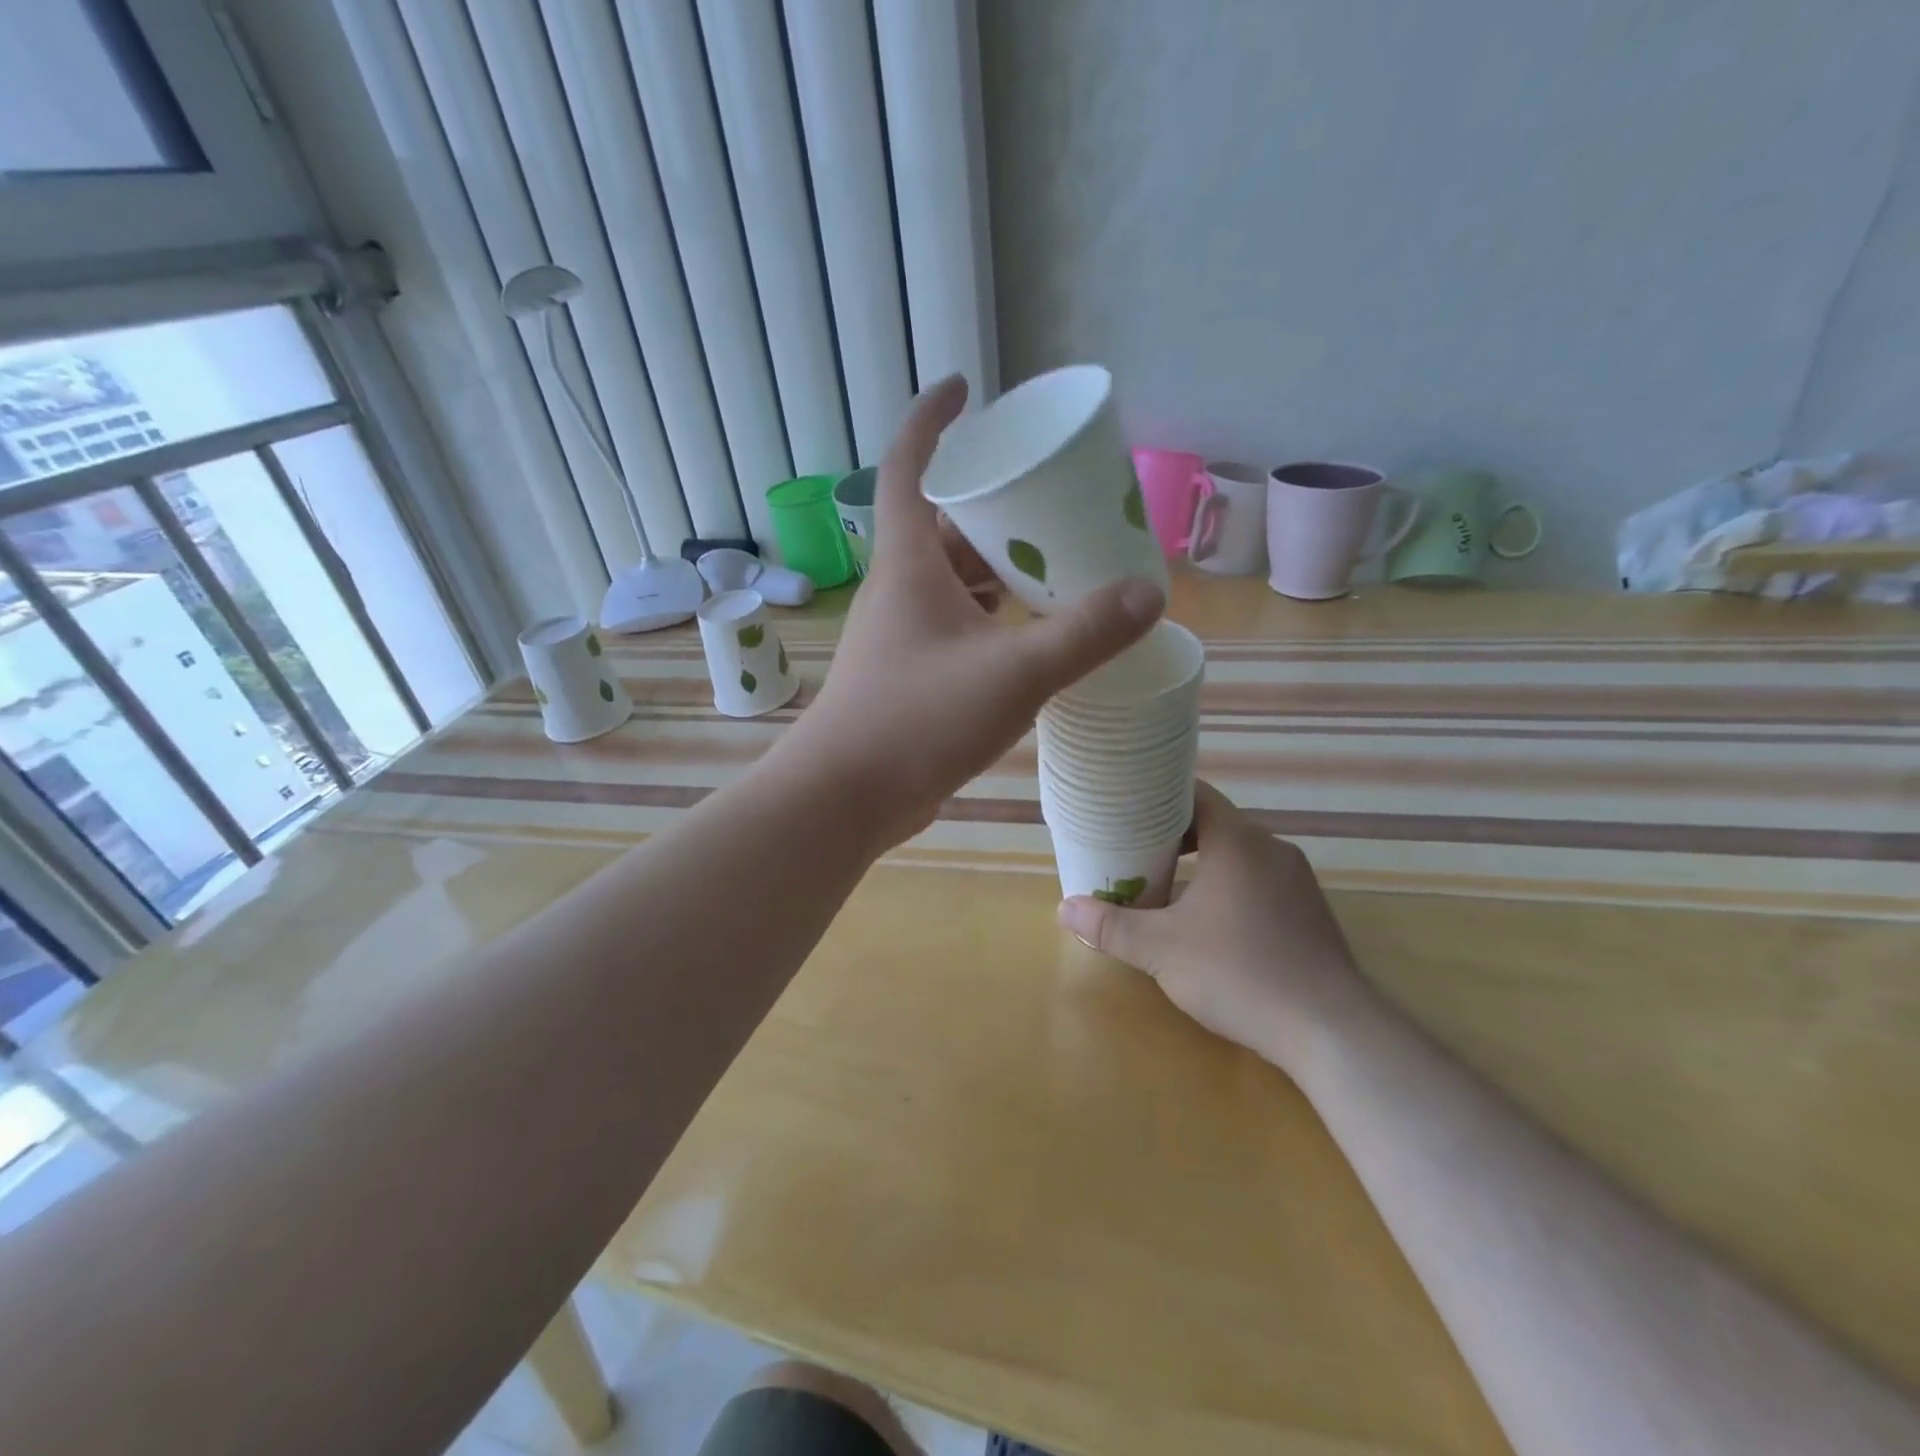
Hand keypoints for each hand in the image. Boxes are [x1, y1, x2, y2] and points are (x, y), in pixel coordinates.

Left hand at [783, 375, 1164, 847]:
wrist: (848, 795)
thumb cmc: (919, 719)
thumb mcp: (1014, 672)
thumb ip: (1083, 634)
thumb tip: (1148, 595)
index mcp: (909, 563)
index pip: (908, 465)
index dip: (933, 420)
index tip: (966, 387)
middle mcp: (900, 589)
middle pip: (945, 525)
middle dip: (994, 507)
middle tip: (1051, 499)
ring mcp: (902, 634)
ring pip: (953, 581)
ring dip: (997, 568)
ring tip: (1056, 562)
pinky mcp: (910, 673)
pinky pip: (956, 624)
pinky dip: (992, 617)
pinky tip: (1030, 632)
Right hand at [1057, 782, 1369, 1074]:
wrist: (1330, 1030)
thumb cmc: (1239, 973)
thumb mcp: (1161, 950)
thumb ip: (1110, 927)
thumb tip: (1064, 909)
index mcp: (1238, 841)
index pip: (1195, 793)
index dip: (1158, 795)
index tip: (1127, 808)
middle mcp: (1272, 849)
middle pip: (1216, 823)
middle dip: (1174, 835)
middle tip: (1135, 850)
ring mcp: (1297, 880)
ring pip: (1240, 854)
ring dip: (1203, 863)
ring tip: (1166, 884)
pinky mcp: (1310, 911)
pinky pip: (1260, 880)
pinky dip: (1230, 885)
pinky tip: (1211, 921)